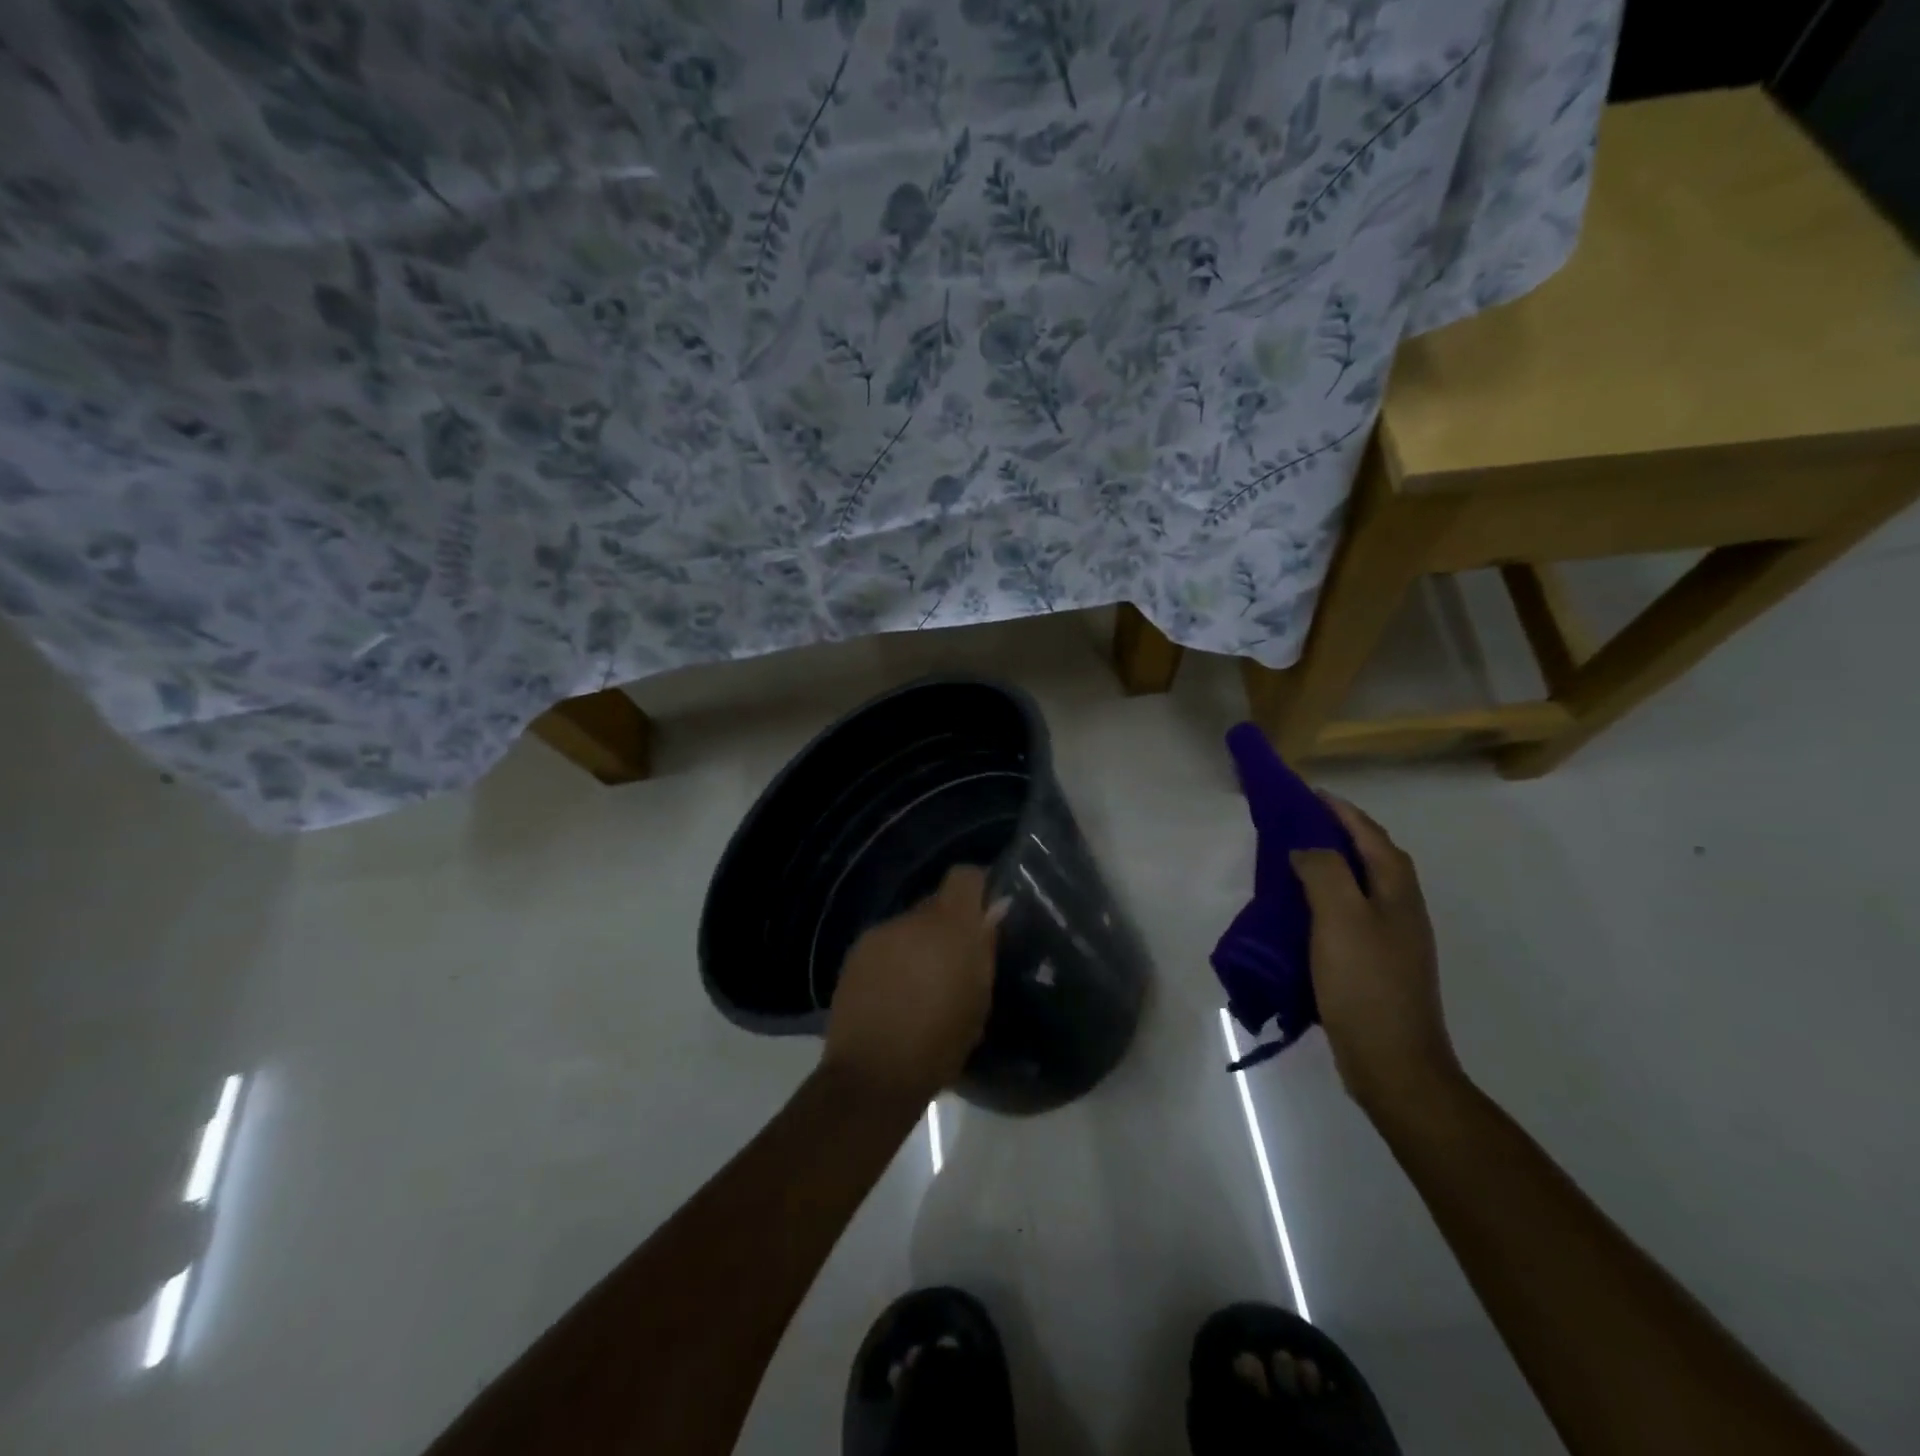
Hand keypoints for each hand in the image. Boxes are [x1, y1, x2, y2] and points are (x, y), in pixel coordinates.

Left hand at [821, 866, 1004, 1107]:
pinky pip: (887, 944)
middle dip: (950, 924)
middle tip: (959, 959)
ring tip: (926, 982)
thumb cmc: (939, 1042)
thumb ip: (985, 947)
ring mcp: (879, 934)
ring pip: (910, 925)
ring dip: (921, 943)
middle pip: (936, 903)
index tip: (989, 911)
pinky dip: (897, 958)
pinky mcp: (854, 955)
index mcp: (948, 925)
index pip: (965, 876)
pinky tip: (897, 992)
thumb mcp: (979, 999)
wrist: (872, 1075)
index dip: (979, 887)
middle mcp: (911, 919)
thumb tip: (996, 908)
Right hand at [1291, 795, 1460, 1114]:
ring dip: (1330, 867)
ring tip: (1291, 862)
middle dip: (1337, 834)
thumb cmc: (1365, 983)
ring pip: (1359, 887)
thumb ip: (1324, 871)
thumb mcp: (1340, 918)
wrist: (1392, 1062)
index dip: (1341, 811)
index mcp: (1396, 891)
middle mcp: (1400, 908)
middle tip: (1295, 824)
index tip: (1307, 794)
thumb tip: (1306, 848)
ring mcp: (1392, 939)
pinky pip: (1348, 915)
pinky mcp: (1376, 964)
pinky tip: (1300, 913)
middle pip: (1370, 857)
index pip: (1370, 835)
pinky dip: (1325, 900)